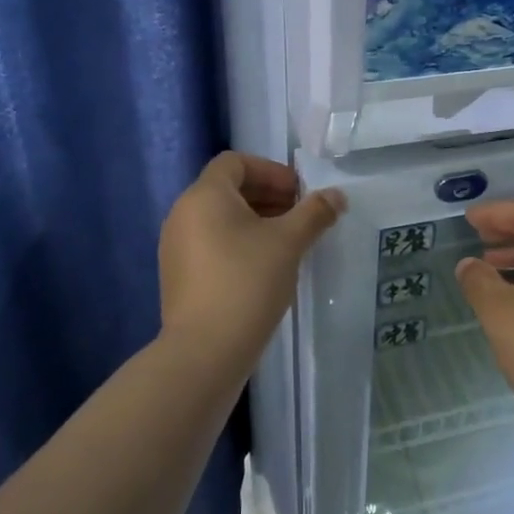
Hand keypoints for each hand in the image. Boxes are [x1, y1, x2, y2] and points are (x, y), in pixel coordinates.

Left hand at [158, 152, 344, 374]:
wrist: (204, 351)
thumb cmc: (247, 283)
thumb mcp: (288, 243)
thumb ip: (314, 213)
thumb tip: (337, 195)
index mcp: (204, 196)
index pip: (235, 162)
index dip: (270, 170)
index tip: (299, 192)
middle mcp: (183, 214)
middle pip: (227, 189)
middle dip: (267, 196)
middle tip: (301, 216)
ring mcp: (176, 247)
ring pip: (220, 219)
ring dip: (255, 222)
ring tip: (288, 243)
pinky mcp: (178, 276)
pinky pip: (211, 244)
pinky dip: (238, 244)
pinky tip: (265, 269)